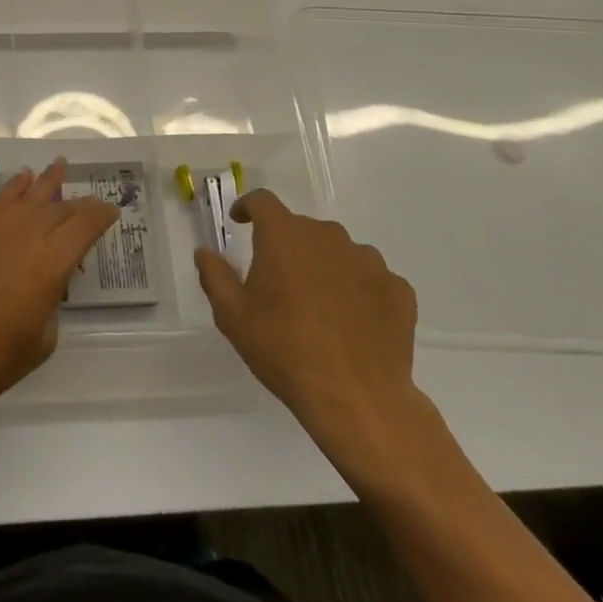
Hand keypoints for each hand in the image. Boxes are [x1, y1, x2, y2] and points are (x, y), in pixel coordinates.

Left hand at [0, 159, 116, 420]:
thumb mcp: (39, 342)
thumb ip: (50, 304)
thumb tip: (44, 285)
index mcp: (51, 262)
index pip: (85, 226)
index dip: (101, 215)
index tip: (112, 210)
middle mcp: (26, 234)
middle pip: (59, 208)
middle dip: (78, 204)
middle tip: (91, 202)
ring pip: (29, 194)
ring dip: (48, 181)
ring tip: (60, 165)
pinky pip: (1, 199)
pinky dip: (15, 187)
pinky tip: (22, 180)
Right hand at [196, 190, 428, 483]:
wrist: (357, 399)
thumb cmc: (284, 351)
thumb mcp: (233, 317)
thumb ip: (215, 276)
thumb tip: (204, 251)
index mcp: (284, 236)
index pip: (263, 201)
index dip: (248, 207)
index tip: (240, 222)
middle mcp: (327, 236)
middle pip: (302, 228)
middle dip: (288, 246)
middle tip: (280, 282)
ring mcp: (368, 260)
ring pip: (338, 251)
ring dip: (325, 266)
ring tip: (320, 306)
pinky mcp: (398, 288)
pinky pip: (371, 278)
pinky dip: (358, 290)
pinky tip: (353, 322)